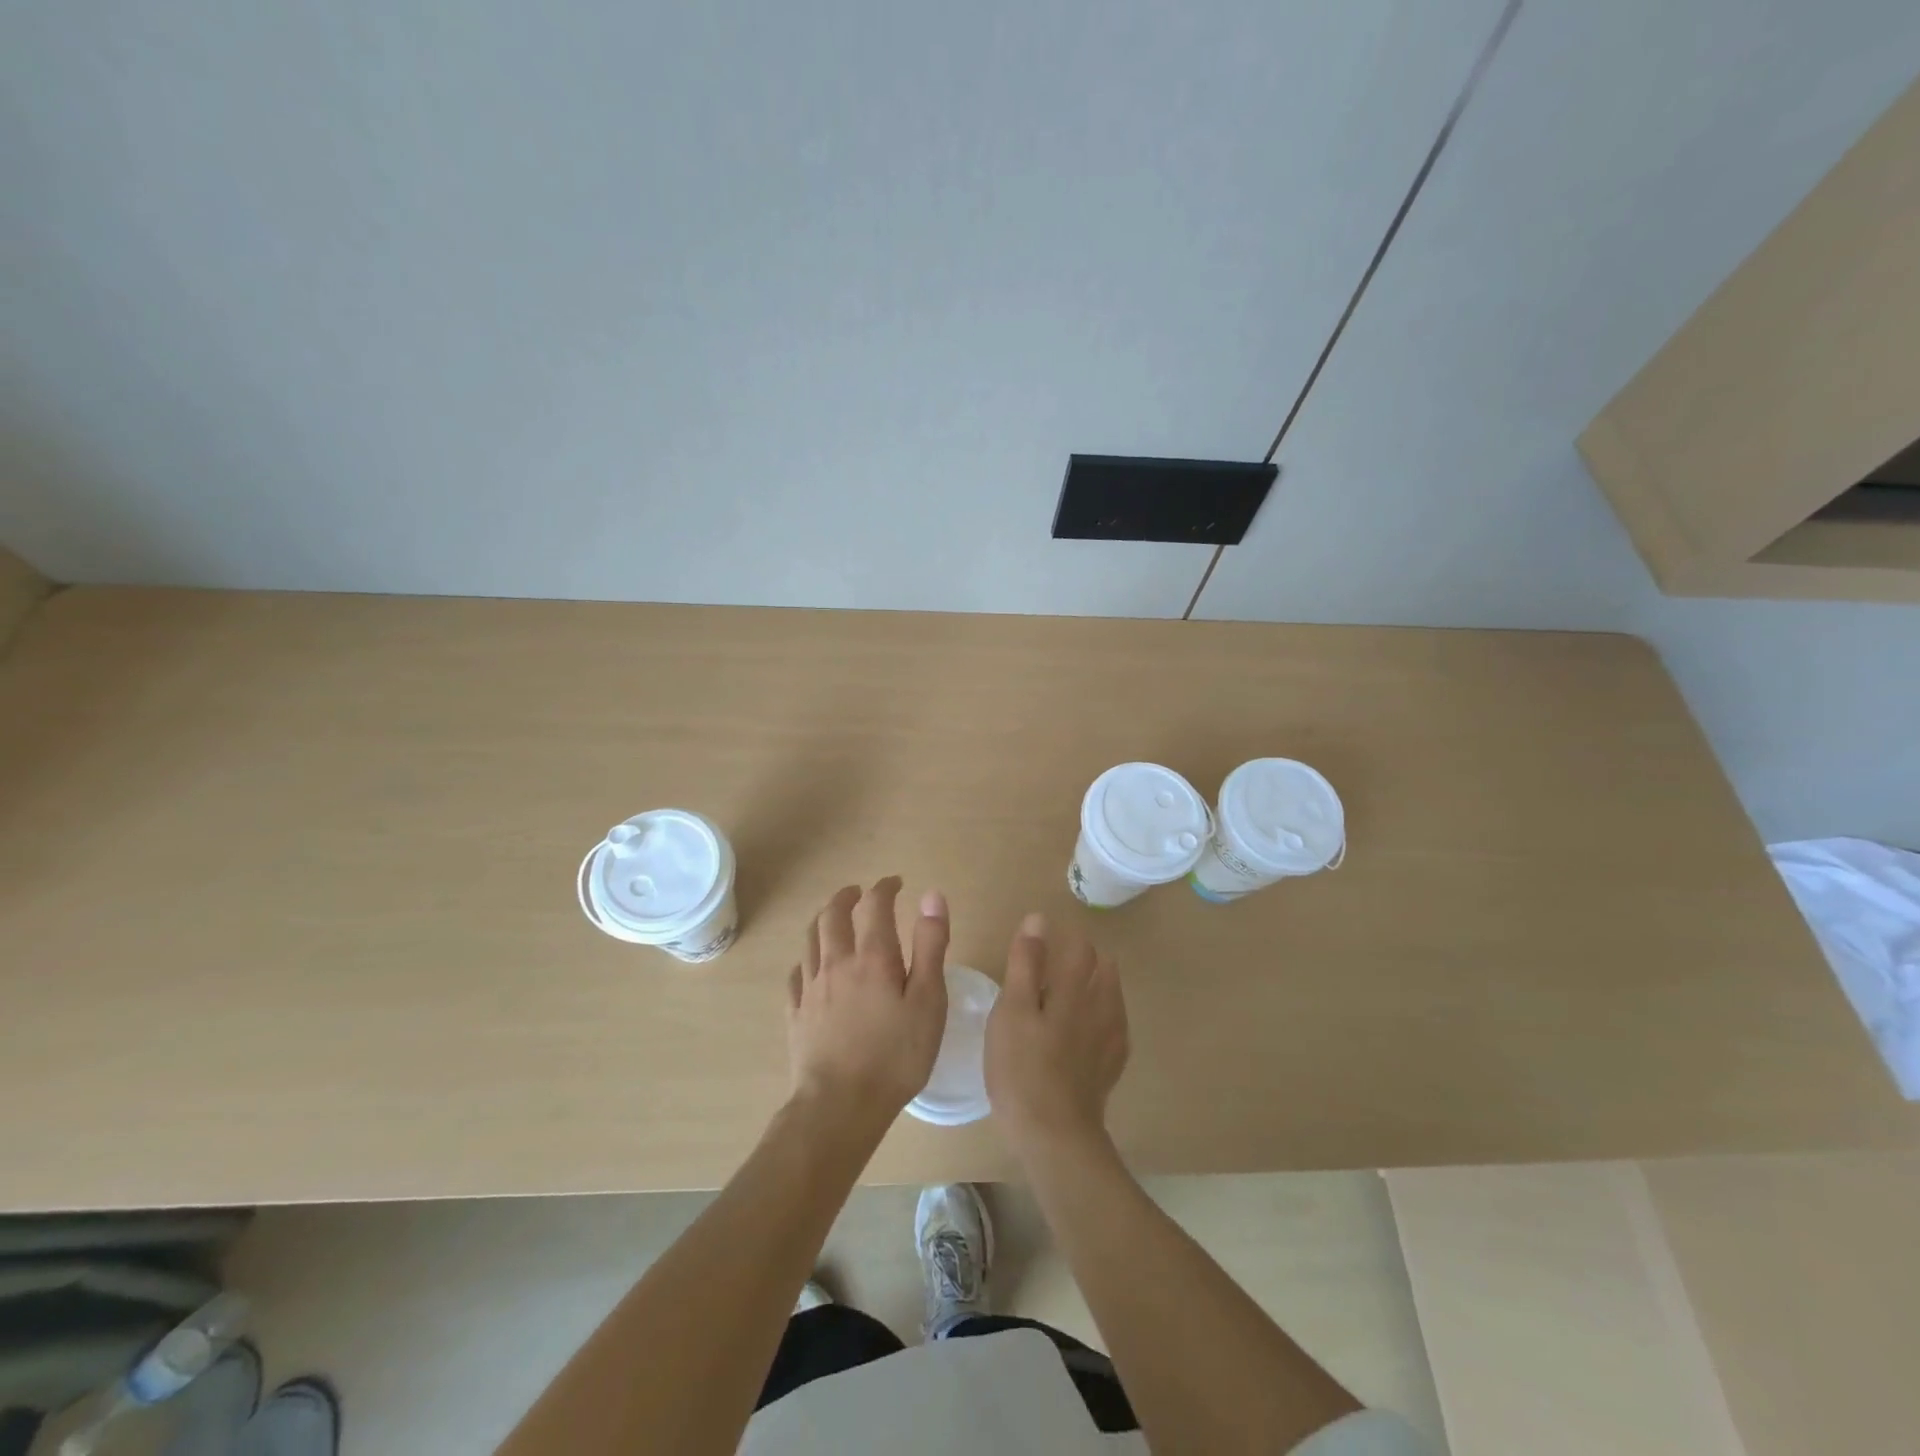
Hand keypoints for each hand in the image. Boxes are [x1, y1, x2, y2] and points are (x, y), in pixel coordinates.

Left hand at [787, 878, 949, 1134]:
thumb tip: (931, 895)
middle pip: (832, 915)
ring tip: (833, 919)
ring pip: (810, 940)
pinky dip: (806, 959)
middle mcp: (837, 963)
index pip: (875, 905)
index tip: (895, 883)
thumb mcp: (928, 1000)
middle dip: (846, 897)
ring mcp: (811, 989)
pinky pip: (796, 974)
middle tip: (858, 892)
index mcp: (873, 957)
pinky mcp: (796, 1015)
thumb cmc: (895, 1055)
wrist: (839, 1107)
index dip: (884, 888)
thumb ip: (930, 946)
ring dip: (823, 920)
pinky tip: (811, 967)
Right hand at [985, 913, 1129, 1158]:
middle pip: (1104, 969)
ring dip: (1098, 986)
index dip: (1067, 937)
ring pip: (1112, 997)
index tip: (1047, 940)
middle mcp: (1102, 1008)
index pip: (1082, 948)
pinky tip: (1088, 1031)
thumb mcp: (1012, 1010)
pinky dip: (1103, 1017)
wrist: (1054, 1135)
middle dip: (1086, 959)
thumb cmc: (1022, 1067)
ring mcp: (1111, 1040)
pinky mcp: (1111, 1067)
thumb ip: (1026, 963)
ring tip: (1073, 993)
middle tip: (1057, 964)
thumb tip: (1038, 920)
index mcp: (1076, 990)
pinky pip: (1115, 1028)